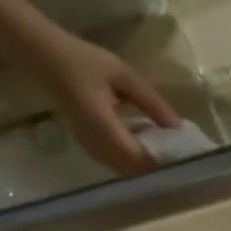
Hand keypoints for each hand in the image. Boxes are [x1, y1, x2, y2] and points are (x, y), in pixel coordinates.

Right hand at [33, 32, 181, 175]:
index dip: (160, 160)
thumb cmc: (85, 62)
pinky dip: (133, 158)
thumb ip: (152, 103)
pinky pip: (115, 162)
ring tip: (165, 148)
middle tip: (177, 153)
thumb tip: (177, 126)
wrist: (48, 60)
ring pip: (124, 170)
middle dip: (156, 165)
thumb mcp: (124, 75)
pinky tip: (145, 143)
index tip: (182, 154)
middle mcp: (96, 144)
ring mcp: (90, 149)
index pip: (138, 157)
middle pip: (133, 169)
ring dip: (144, 163)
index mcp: (103, 126)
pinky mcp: (89, 148)